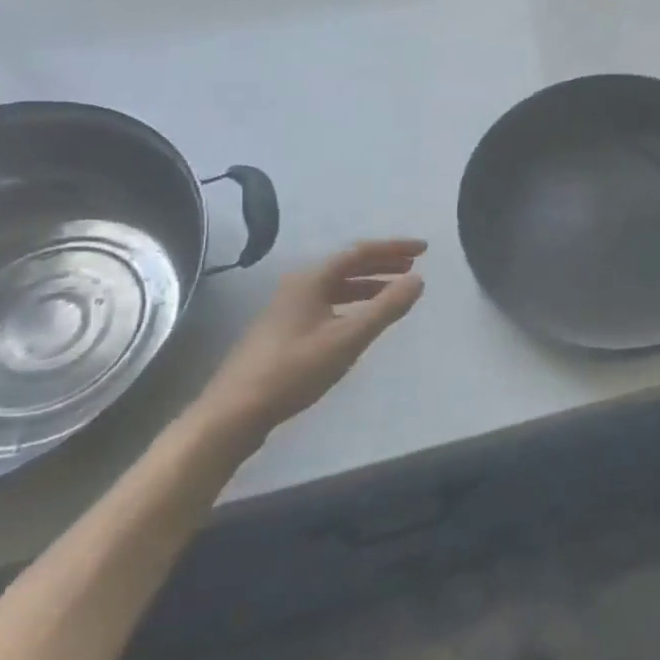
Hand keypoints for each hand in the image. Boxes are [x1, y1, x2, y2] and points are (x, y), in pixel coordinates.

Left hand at [193, 239, 425, 444]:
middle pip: (346, 266)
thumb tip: (417, 279)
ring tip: (394, 291)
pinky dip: (353, 303)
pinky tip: (362, 319)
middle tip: (413, 267)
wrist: (235, 411)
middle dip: (382, 264)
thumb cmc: (295, 369)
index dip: (394, 248)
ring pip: (336, 286)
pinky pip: (328, 303)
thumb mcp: (348, 338)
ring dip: (368, 285)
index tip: (424, 250)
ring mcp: (288, 309)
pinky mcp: (284, 331)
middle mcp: (297, 287)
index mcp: (310, 280)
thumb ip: (386, 307)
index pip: (359, 252)